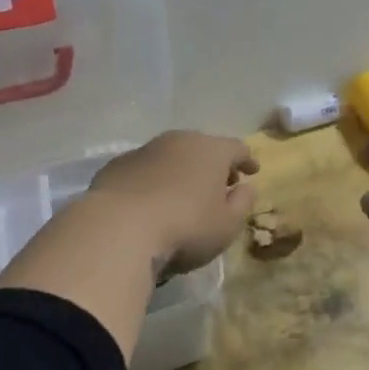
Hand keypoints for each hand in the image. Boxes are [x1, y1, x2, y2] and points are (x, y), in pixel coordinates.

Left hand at [87, 130, 259, 275]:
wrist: (118, 229)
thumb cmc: (185, 227)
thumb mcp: (227, 225)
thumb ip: (242, 203)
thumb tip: (246, 188)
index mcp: (211, 150)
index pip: (236, 148)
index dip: (247, 160)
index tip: (253, 171)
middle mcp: (178, 140)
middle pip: (202, 147)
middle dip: (213, 164)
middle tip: (219, 184)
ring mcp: (144, 150)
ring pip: (171, 155)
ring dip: (181, 170)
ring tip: (184, 193)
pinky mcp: (116, 166)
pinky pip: (144, 169)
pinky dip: (153, 180)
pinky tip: (150, 201)